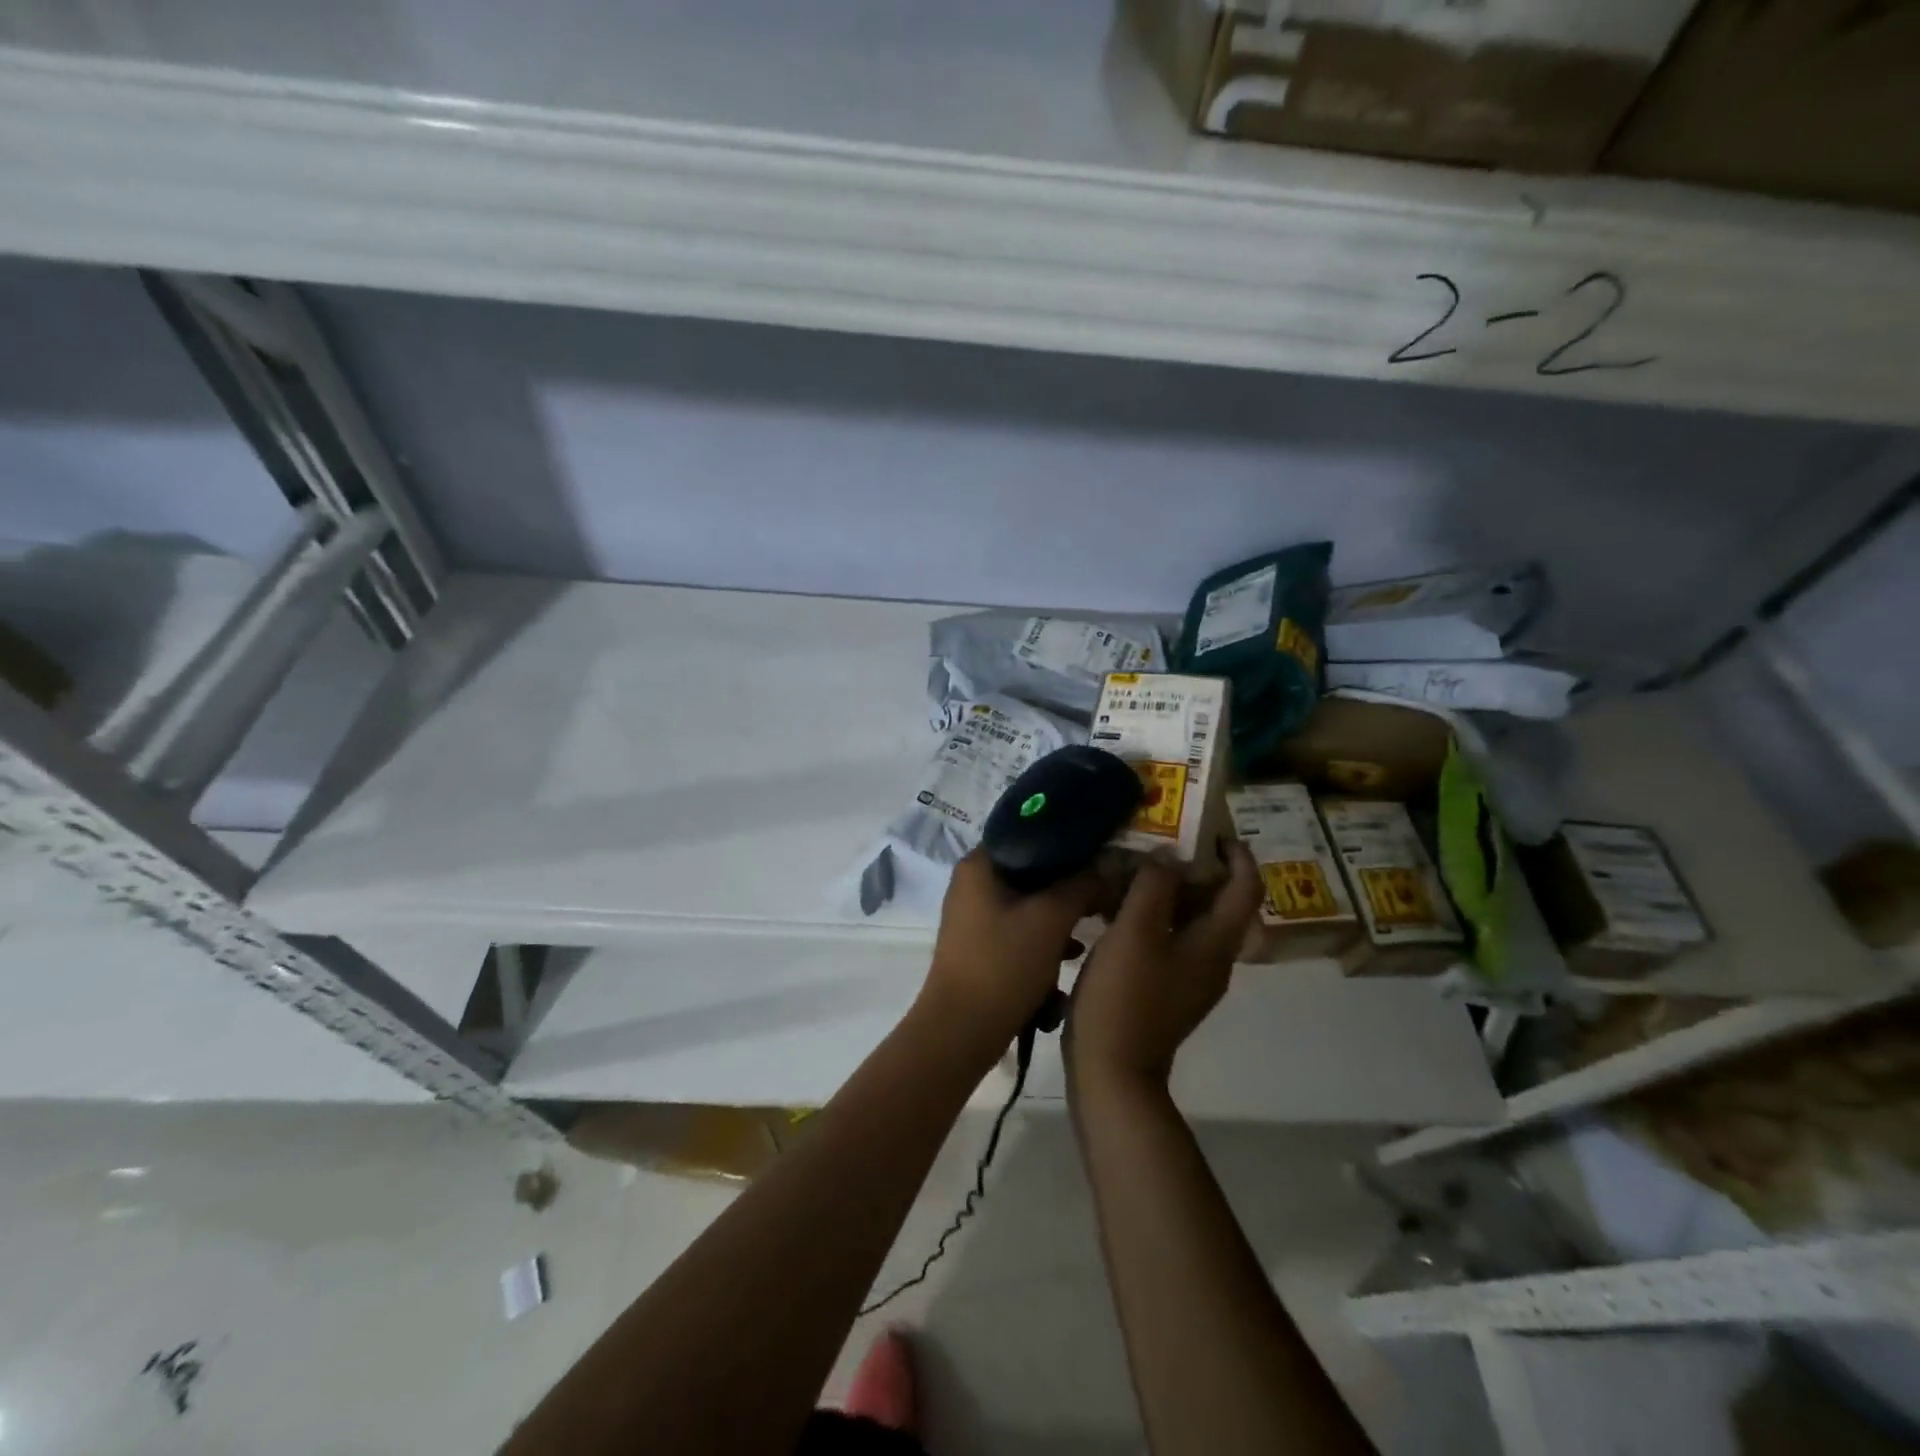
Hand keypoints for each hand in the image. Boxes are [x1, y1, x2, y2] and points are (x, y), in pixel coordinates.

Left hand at [920, 850, 1100, 1055]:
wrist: (961, 1031)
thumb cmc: (1003, 964)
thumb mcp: (1050, 919)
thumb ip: (1081, 885)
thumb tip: (1105, 864)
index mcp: (979, 865)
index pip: (1029, 834)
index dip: (1068, 843)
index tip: (1102, 853)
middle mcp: (972, 884)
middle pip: (1032, 871)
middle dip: (1069, 886)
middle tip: (1103, 895)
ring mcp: (974, 916)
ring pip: (1029, 903)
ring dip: (1060, 917)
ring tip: (1092, 929)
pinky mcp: (981, 946)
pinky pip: (1020, 930)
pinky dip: (1044, 940)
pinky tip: (1070, 958)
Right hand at [1067, 842, 1262, 1092]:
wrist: (1113, 1072)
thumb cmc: (1126, 997)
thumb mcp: (1135, 932)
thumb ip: (1154, 886)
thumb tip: (1168, 855)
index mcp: (1215, 943)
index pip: (1245, 888)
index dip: (1236, 854)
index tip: (1208, 827)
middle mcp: (1213, 958)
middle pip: (1219, 902)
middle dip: (1195, 867)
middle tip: (1159, 840)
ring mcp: (1190, 977)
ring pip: (1191, 920)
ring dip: (1170, 891)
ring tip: (1133, 867)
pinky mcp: (1167, 988)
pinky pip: (1171, 939)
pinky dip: (1155, 916)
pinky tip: (1118, 907)